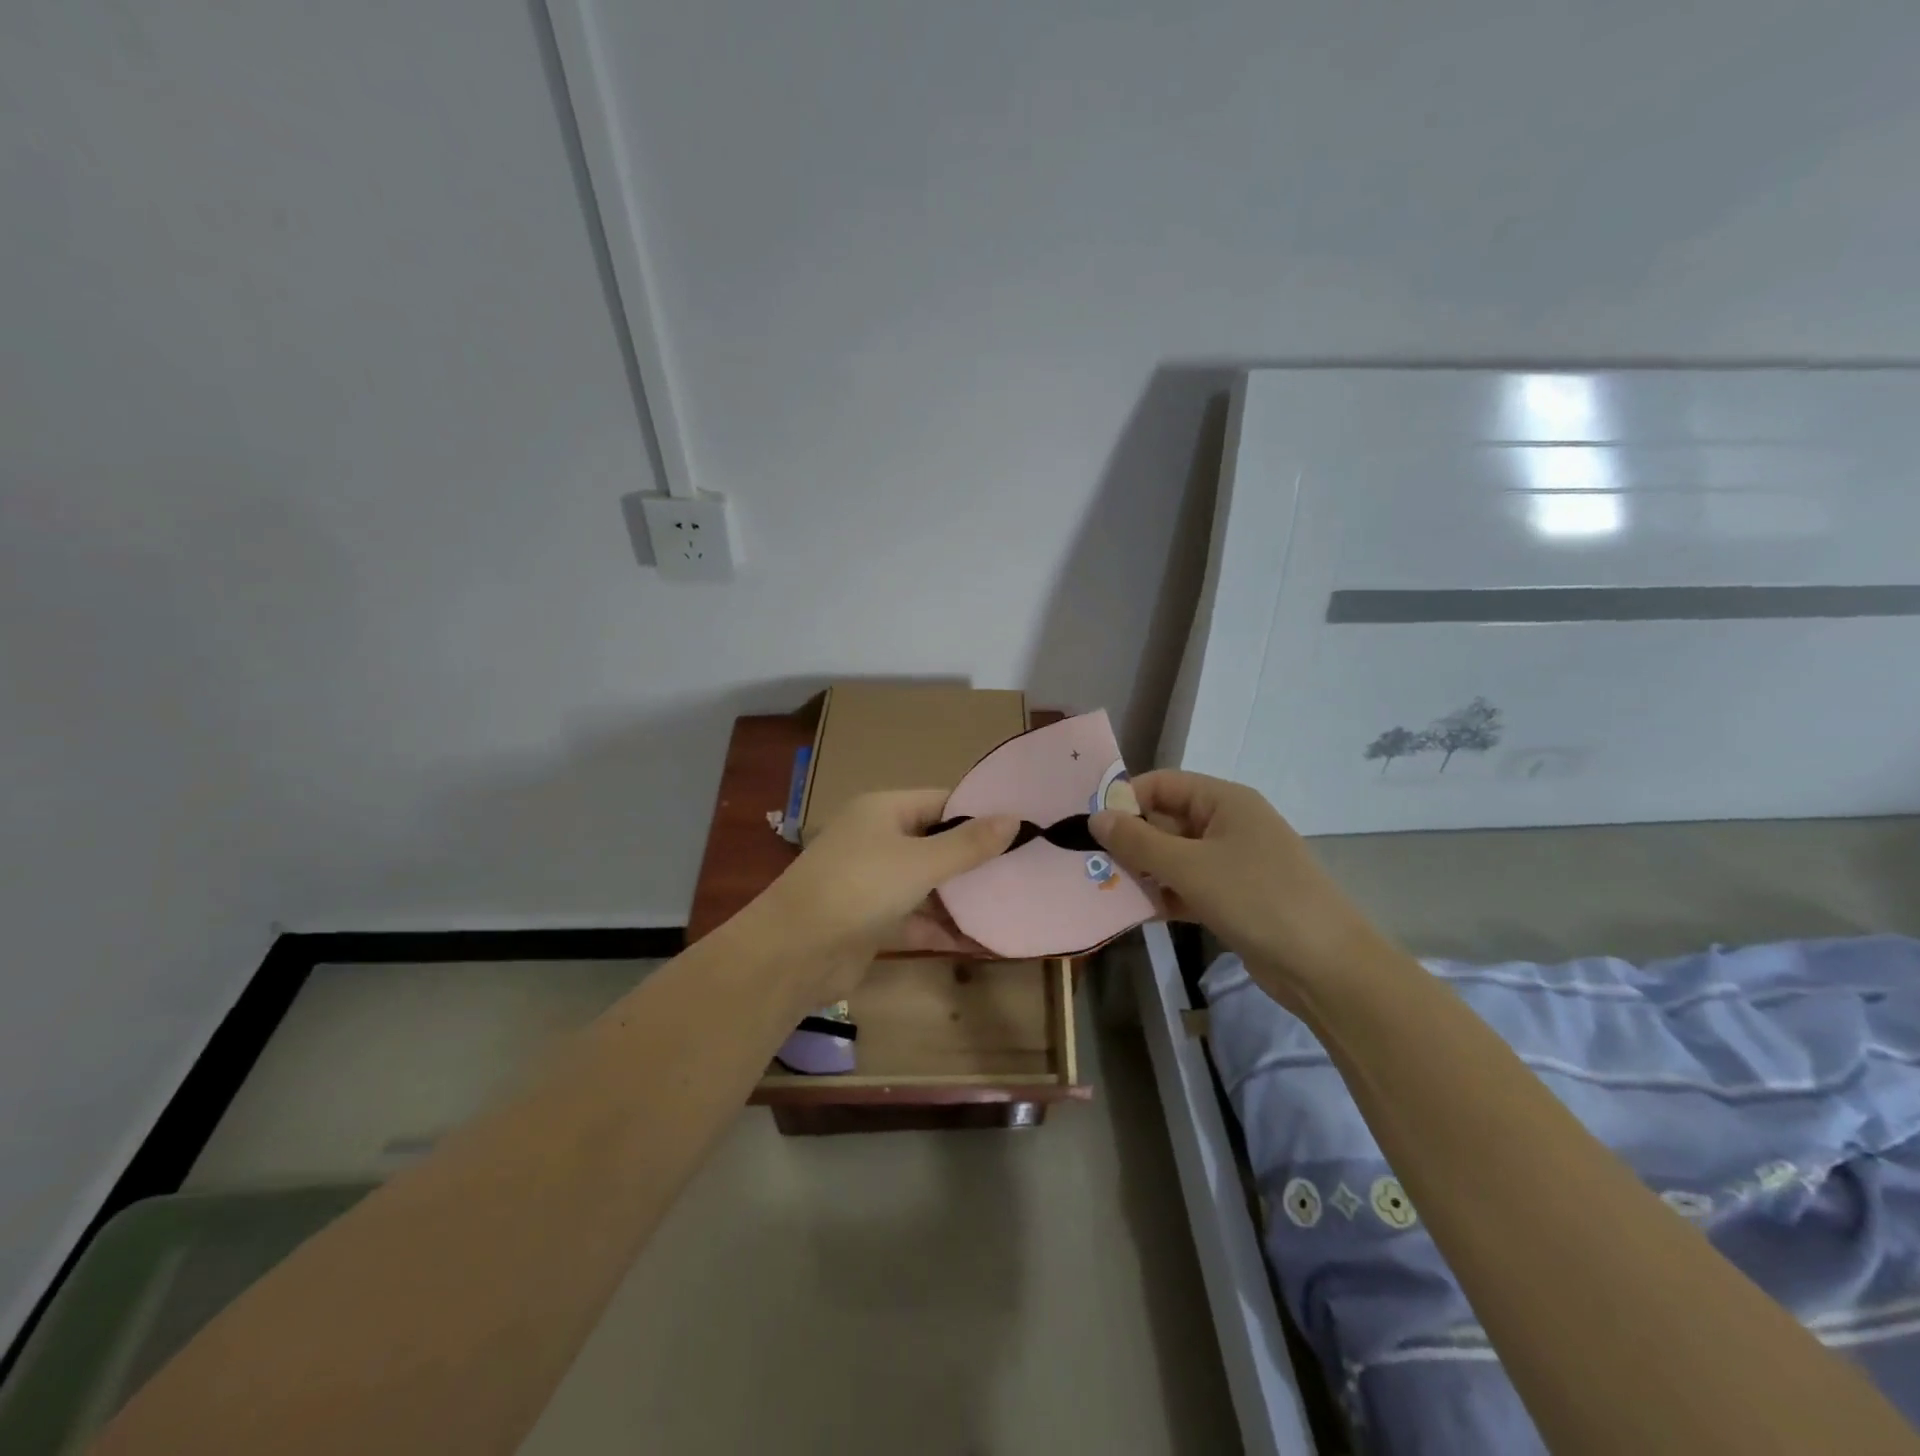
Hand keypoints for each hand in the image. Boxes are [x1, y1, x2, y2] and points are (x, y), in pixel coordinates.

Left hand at [755, 790, 1017, 1001]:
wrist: (794, 952)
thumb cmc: (860, 888)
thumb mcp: (920, 862)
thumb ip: (968, 844)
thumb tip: (1013, 817)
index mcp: (884, 810)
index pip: (941, 801)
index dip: (979, 813)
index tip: (1022, 827)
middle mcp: (877, 839)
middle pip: (936, 842)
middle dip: (975, 858)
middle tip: (1024, 868)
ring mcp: (872, 881)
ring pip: (927, 883)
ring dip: (961, 897)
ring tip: (1011, 904)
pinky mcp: (871, 920)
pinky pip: (915, 917)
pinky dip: (942, 927)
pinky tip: (980, 942)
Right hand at [1089, 770, 1384, 1000]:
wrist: (1325, 966)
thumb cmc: (1256, 898)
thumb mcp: (1190, 867)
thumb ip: (1138, 842)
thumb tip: (1096, 818)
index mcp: (1224, 801)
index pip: (1162, 784)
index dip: (1126, 800)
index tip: (1091, 827)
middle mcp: (1227, 824)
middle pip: (1165, 820)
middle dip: (1130, 840)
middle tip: (1090, 864)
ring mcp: (1231, 863)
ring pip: (1173, 857)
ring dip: (1143, 871)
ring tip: (1105, 889)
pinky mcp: (1232, 898)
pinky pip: (1187, 886)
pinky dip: (1164, 895)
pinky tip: (1136, 912)